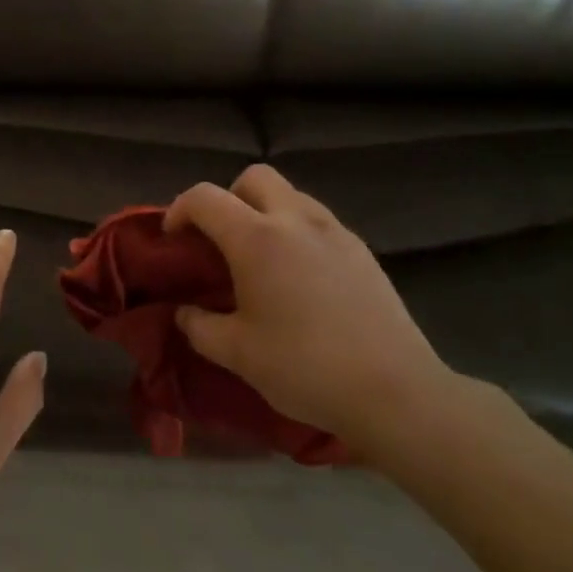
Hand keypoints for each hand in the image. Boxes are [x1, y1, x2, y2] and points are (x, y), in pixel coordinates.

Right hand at [165, 165, 456, 452]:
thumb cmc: (306, 368)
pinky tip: (301, 277)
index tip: (174, 240)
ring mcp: (335, 232)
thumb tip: (184, 312)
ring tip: (262, 258)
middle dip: (229, 198)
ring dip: (266, 211)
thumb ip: (199, 326)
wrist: (398, 394)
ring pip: (291, 195)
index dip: (179, 210)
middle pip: (254, 177)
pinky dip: (298, 231)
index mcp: (256, 238)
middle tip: (222, 240)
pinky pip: (318, 221)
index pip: (204, 198)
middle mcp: (295, 220)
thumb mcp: (237, 354)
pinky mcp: (363, 251)